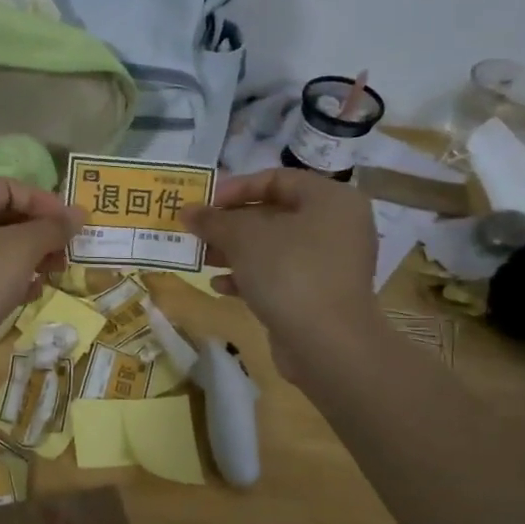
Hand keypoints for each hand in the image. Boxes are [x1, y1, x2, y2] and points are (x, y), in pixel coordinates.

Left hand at [0, 178, 81, 387]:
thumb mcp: (21, 248)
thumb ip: (52, 228)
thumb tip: (79, 214)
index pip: (9, 187)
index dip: (42, 200)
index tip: (71, 222)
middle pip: (7, 216)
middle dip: (41, 231)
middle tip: (69, 249)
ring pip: (3, 248)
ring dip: (34, 256)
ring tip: (57, 271)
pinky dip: (17, 279)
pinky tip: (34, 293)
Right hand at [184, 168, 381, 377]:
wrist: (328, 344)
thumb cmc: (289, 272)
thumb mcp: (243, 237)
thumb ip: (213, 219)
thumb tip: (187, 210)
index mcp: (330, 199)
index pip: (277, 179)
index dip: (236, 187)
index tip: (204, 202)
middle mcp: (336, 226)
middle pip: (274, 213)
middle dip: (230, 223)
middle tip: (196, 230)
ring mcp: (330, 263)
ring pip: (273, 247)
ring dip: (234, 251)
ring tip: (201, 258)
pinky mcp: (319, 295)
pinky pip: (279, 275)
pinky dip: (250, 277)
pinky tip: (221, 287)